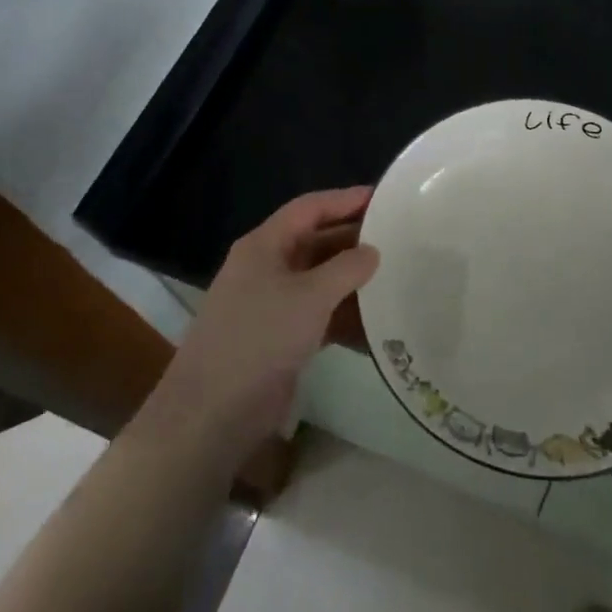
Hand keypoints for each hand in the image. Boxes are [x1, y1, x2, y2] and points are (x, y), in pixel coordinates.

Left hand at [141, 188, 379, 469]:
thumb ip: (346, 268)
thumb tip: (372, 252)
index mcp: (264, 246)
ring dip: (353, 282)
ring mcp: (272, 305)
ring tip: (396, 278)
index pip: (309, 208)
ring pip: (320, 281)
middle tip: (398, 239)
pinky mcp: (280, 339)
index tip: (383, 198)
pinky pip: (320, 316)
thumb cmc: (260, 338)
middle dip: (354, 241)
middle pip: (316, 242)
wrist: (213, 413)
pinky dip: (345, 318)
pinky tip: (378, 325)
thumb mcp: (309, 296)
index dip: (345, 200)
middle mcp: (267, 268)